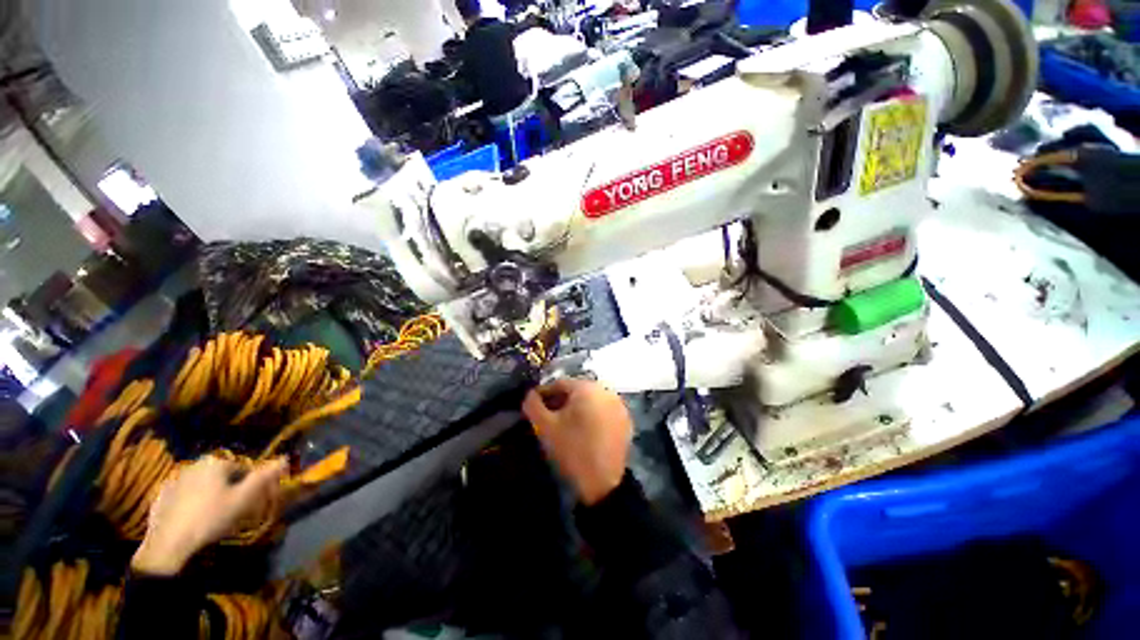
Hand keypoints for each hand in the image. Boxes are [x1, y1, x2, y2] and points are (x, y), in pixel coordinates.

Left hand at [131, 456, 286, 575]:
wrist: (168, 543)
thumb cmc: (211, 517)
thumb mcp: (243, 499)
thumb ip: (264, 476)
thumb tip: (285, 458)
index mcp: (215, 462)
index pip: (242, 468)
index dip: (249, 484)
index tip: (249, 502)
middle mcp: (194, 464)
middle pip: (220, 476)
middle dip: (228, 489)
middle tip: (230, 510)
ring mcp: (174, 480)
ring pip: (201, 485)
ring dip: (209, 495)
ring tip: (211, 517)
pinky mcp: (161, 496)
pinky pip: (183, 495)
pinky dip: (190, 503)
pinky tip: (191, 520)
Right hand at [523, 379, 632, 505]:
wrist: (603, 482)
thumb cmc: (571, 449)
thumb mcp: (545, 427)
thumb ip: (533, 405)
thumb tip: (530, 395)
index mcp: (586, 387)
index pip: (559, 383)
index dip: (544, 394)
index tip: (534, 407)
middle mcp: (605, 390)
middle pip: (576, 390)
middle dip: (561, 401)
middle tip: (549, 417)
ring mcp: (618, 404)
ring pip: (591, 400)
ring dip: (577, 408)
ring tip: (566, 425)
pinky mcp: (626, 419)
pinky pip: (604, 410)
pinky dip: (593, 415)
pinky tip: (585, 431)